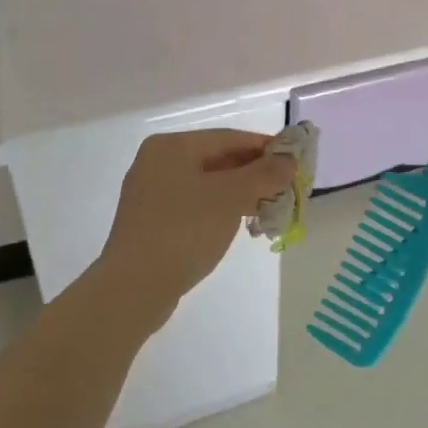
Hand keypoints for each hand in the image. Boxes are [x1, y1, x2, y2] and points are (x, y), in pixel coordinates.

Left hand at [98, 129, 294, 325]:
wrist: (133, 289)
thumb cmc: (184, 230)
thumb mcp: (231, 197)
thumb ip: (264, 174)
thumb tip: (290, 159)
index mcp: (171, 146)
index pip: (229, 138)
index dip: (265, 147)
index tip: (294, 160)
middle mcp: (157, 163)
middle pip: (217, 160)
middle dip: (253, 174)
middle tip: (285, 187)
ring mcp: (150, 194)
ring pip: (207, 185)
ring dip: (239, 194)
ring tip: (269, 208)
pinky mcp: (151, 223)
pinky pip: (194, 206)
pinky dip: (219, 210)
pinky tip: (239, 225)